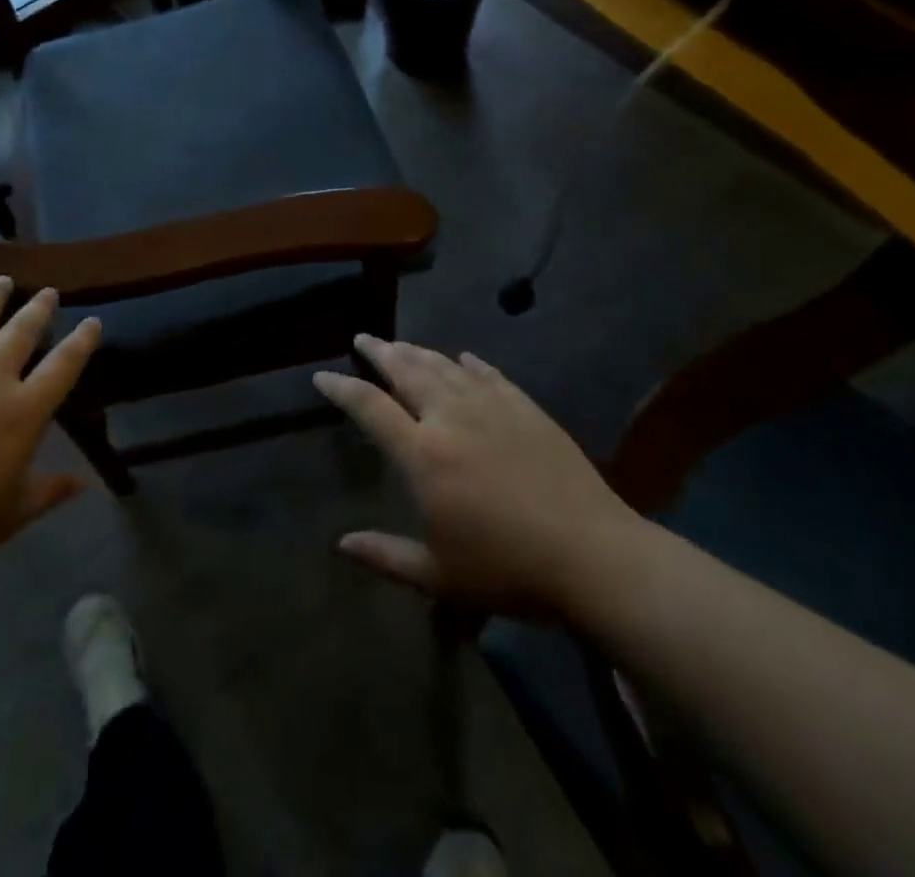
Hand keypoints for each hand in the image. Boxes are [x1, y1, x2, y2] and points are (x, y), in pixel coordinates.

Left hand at [0, 278, 100, 589]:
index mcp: (22, 412)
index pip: (63, 367)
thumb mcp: (8, 516)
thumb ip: (49, 492)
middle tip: (49, 291)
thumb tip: (87, 482)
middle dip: (38, 309)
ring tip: (3, 280)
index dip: (82, 342)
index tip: (93, 321)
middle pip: (21, 332)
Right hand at [315, 336, 642, 616]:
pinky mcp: (525, 408)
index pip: (370, 407)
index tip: (322, 375)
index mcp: (422, 454)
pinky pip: (489, 375)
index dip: (342, 388)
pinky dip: (470, 364)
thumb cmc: (507, 569)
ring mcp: (491, 407)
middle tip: (363, 337)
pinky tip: (463, 358)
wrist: (593, 556)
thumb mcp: (438, 576)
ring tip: (400, 343)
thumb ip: (386, 555)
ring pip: (444, 367)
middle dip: (380, 352)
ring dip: (418, 352)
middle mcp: (450, 417)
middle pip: (406, 371)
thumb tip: (341, 545)